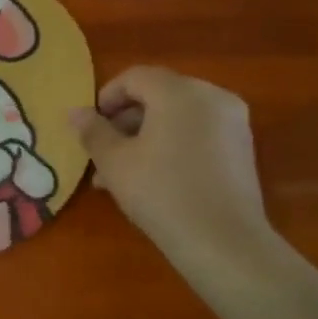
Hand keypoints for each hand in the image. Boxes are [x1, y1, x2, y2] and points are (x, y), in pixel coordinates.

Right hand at [70, 67, 271, 272]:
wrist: (223, 241)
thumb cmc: (160, 192)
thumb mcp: (114, 162)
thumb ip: (93, 132)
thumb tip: (75, 112)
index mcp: (179, 92)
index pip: (135, 77)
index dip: (106, 97)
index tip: (90, 128)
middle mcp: (212, 96)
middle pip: (158, 95)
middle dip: (125, 120)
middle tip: (102, 153)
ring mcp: (232, 122)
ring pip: (177, 117)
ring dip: (145, 136)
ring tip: (121, 173)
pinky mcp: (242, 148)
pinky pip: (197, 133)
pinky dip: (172, 144)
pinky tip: (154, 178)